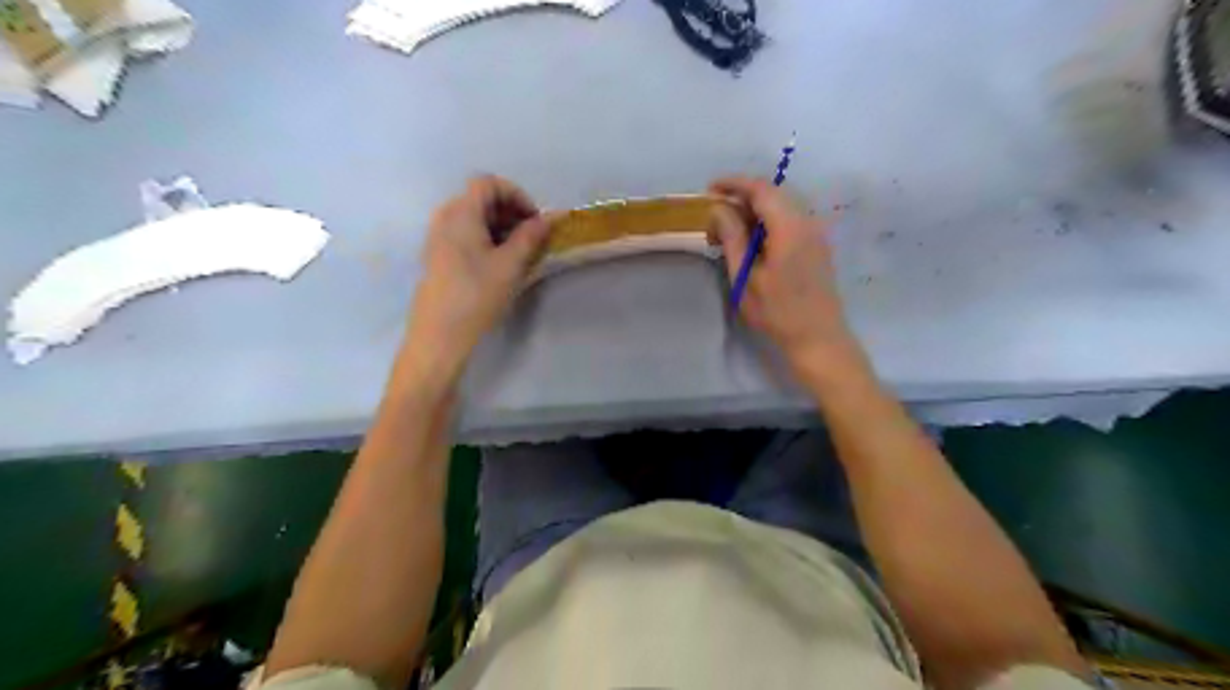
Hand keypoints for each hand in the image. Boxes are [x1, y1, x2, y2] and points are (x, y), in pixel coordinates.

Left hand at [401, 174, 549, 382]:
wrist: (439, 335)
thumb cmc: (477, 295)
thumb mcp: (511, 264)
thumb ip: (531, 236)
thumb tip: (551, 217)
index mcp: (460, 213)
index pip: (488, 183)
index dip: (516, 195)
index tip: (535, 220)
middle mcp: (445, 218)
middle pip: (480, 198)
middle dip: (510, 211)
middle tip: (532, 237)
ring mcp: (437, 237)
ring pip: (473, 218)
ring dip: (500, 227)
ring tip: (519, 252)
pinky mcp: (437, 256)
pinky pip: (464, 234)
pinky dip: (486, 239)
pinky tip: (498, 264)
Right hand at [707, 176, 869, 380]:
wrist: (818, 337)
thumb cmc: (777, 312)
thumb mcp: (745, 278)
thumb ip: (733, 239)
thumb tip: (719, 209)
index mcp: (789, 228)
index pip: (761, 189)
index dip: (734, 183)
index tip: (710, 189)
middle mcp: (807, 222)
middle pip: (774, 192)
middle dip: (743, 195)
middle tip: (716, 211)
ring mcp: (816, 233)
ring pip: (784, 204)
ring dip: (756, 208)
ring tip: (731, 226)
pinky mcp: (818, 244)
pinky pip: (792, 218)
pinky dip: (769, 219)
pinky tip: (754, 239)